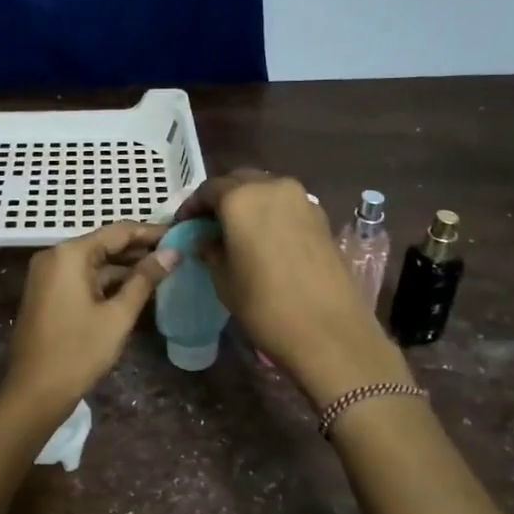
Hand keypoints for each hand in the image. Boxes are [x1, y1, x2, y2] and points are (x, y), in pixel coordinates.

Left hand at [4, 222, 177, 414]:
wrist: (35, 391)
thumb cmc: (78, 351)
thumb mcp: (118, 315)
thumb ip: (145, 280)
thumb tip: (172, 253)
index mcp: (70, 254)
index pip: (118, 231)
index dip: (151, 232)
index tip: (180, 234)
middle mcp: (55, 256)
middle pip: (105, 244)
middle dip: (140, 250)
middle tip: (177, 254)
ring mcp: (48, 275)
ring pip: (94, 263)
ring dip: (126, 267)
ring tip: (164, 271)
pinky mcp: (48, 294)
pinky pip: (83, 278)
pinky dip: (108, 282)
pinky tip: (136, 289)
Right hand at [176, 170, 407, 406]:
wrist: (329, 332)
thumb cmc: (265, 306)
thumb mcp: (224, 280)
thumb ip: (210, 250)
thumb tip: (205, 239)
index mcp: (241, 198)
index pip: (208, 189)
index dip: (193, 206)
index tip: (184, 224)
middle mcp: (272, 187)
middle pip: (239, 181)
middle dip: (222, 198)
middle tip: (209, 224)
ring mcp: (302, 200)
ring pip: (266, 189)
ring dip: (248, 202)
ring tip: (237, 231)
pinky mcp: (322, 217)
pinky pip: (287, 205)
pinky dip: (271, 213)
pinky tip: (265, 239)